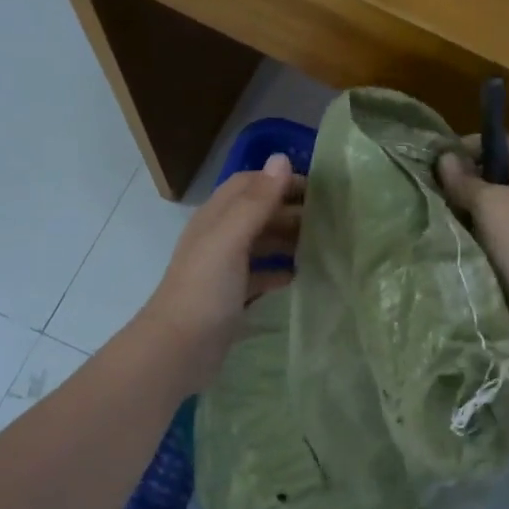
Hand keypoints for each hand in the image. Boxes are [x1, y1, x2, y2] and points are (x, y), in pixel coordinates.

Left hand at [137, 154, 304, 388]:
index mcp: (215, 218)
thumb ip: (257, 202)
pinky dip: (280, 272)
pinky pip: (261, 275)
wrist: (178, 349)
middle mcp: (219, 238)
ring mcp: (224, 269)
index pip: (249, 184)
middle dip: (290, 211)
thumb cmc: (205, 290)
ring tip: (322, 246)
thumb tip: (282, 158)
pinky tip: (301, 278)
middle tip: (329, 220)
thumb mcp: (231, 240)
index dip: (280, 181)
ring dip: (288, 240)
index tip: (317, 189)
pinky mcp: (231, 297)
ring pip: (261, 244)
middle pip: (258, 213)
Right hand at [437, 135, 508, 303]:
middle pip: (502, 169)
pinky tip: (470, 233)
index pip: (502, 142)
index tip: (444, 160)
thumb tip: (445, 157)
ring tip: (451, 210)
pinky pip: (506, 220)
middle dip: (471, 175)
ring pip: (502, 197)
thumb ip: (463, 179)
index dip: (471, 145)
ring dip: (477, 202)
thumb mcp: (486, 203)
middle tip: (442, 186)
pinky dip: (487, 222)